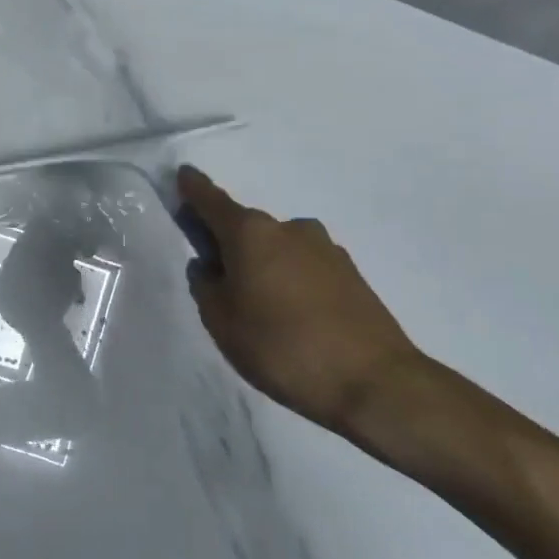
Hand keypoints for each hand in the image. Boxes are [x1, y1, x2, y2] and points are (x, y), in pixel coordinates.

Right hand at [177, 167, 434, 448]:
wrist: (375, 383)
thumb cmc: (282, 347)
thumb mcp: (222, 322)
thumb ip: (206, 287)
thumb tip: (209, 267)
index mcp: (251, 233)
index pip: (212, 200)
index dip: (193, 189)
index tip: (182, 175)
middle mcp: (288, 228)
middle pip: (246, 227)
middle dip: (228, 243)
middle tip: (217, 279)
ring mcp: (325, 249)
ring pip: (277, 248)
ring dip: (262, 264)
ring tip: (258, 308)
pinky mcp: (350, 273)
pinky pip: (304, 267)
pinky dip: (289, 280)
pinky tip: (291, 316)